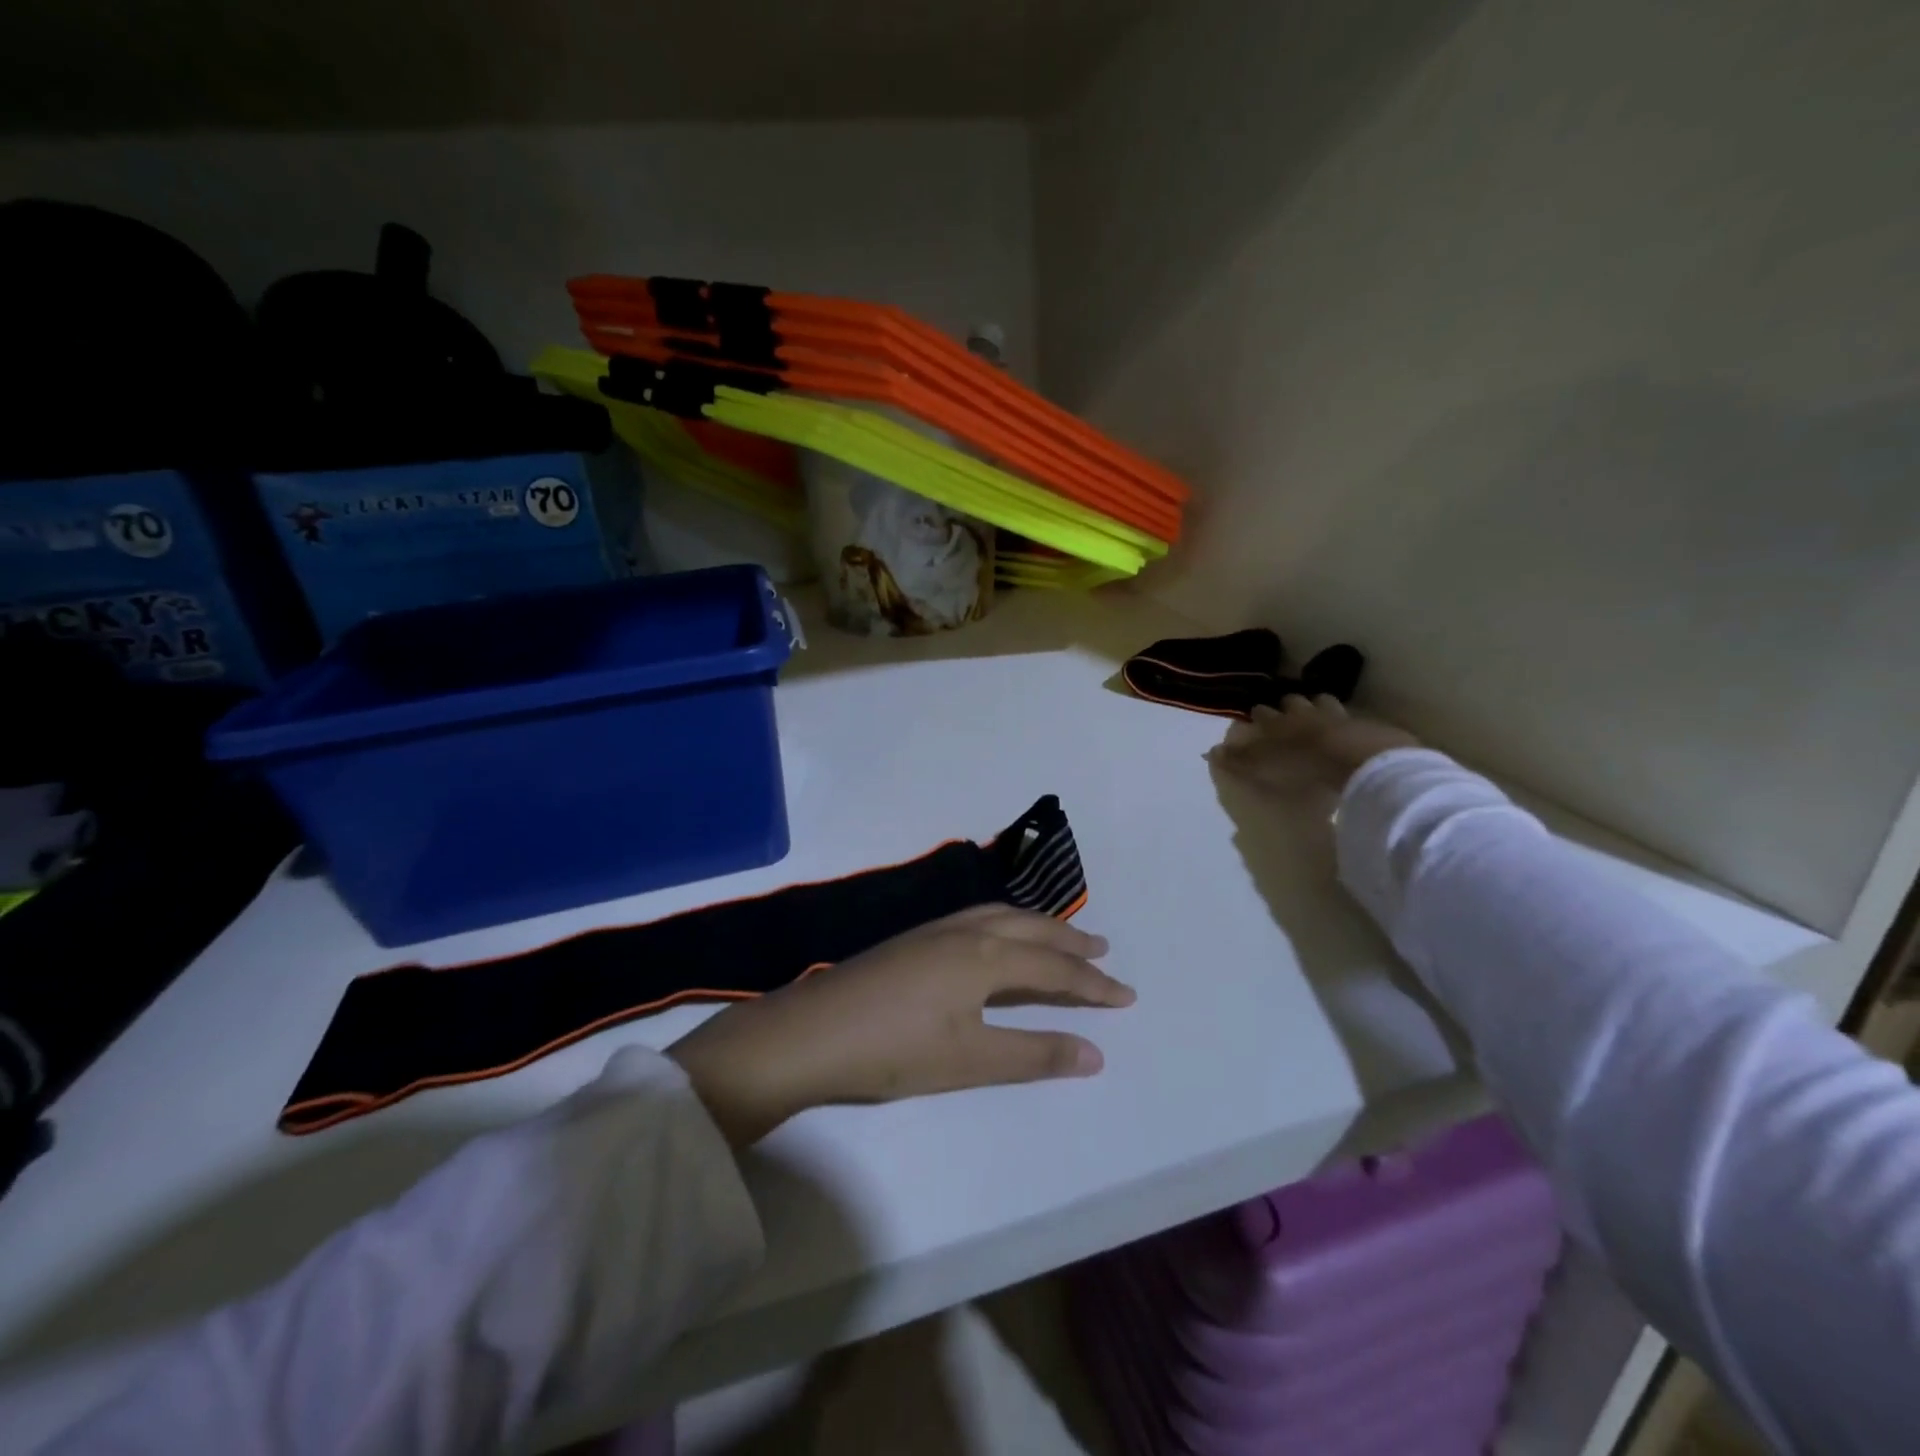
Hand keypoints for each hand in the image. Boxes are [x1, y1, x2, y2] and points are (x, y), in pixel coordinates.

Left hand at [666, 905, 1134, 1146]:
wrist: (810, 1034)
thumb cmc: (894, 1050)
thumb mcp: (970, 1060)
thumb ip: (1034, 1054)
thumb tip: (1097, 1053)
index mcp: (984, 957)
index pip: (1054, 968)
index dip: (1093, 984)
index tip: (1127, 995)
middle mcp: (964, 932)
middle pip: (1031, 930)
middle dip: (1070, 941)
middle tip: (1103, 950)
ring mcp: (934, 931)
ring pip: (1000, 917)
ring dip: (1037, 926)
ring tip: (1060, 937)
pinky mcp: (912, 940)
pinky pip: (976, 918)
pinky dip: (1005, 923)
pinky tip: (996, 938)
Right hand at [1209, 694, 1419, 794]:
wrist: (1355, 760)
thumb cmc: (1300, 766)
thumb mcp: (1260, 767)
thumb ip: (1237, 760)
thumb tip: (1210, 751)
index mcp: (1276, 722)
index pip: (1261, 713)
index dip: (1257, 714)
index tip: (1254, 715)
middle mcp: (1302, 713)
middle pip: (1292, 701)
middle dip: (1287, 704)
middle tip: (1285, 710)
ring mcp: (1335, 715)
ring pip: (1322, 702)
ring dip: (1317, 705)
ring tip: (1317, 713)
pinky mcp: (1362, 725)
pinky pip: (1351, 718)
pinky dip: (1346, 721)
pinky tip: (1347, 729)